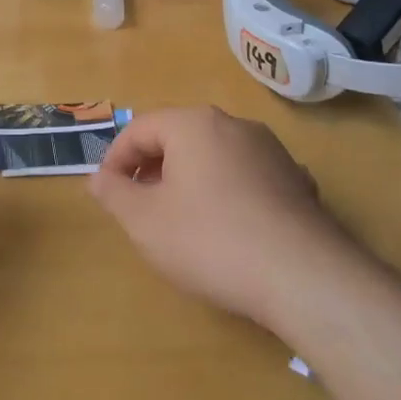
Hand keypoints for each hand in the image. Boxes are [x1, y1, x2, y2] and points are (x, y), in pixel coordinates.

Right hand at [90, 107, 347, 327]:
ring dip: (189, 179)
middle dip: (152, 168)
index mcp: (194, 124)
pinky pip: (246, 176)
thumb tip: (98, 178)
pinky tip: (227, 228)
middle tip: (139, 205)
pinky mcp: (296, 180)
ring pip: (215, 155)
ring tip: (180, 218)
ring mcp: (271, 151)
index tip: (108, 192)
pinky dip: (226, 192)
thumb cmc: (210, 240)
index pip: (141, 128)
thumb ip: (114, 194)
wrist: (302, 276)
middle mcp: (234, 125)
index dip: (116, 159)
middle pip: (179, 137)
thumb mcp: (145, 221)